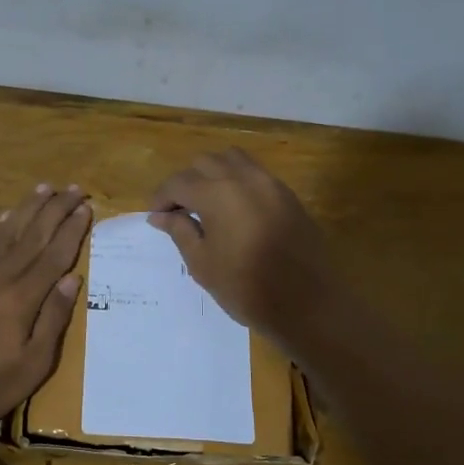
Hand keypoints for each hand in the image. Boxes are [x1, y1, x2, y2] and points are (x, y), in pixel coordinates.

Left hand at [0, 183, 91, 425]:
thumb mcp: (32, 365)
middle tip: (74, 188)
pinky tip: (6, 216)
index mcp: (23, 298)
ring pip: (8, 232)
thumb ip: (53, 319)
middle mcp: (1, 277)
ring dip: (28, 208)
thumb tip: (73, 279)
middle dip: (56, 209)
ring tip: (44, 188)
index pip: (54, 255)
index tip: (86, 208)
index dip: (72, 230)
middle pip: (34, 235)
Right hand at [147, 148, 338, 345]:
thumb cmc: (246, 288)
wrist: (308, 304)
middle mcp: (244, 178)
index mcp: (218, 193)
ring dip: (213, 174)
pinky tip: (233, 210)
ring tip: (206, 204)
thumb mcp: (202, 263)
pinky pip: (255, 174)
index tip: (155, 217)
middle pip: (205, 163)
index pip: (178, 182)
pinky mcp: (288, 195)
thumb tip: (160, 215)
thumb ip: (180, 231)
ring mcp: (270, 183)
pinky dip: (237, 180)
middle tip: (178, 211)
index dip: (161, 197)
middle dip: (186, 182)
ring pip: (233, 160)